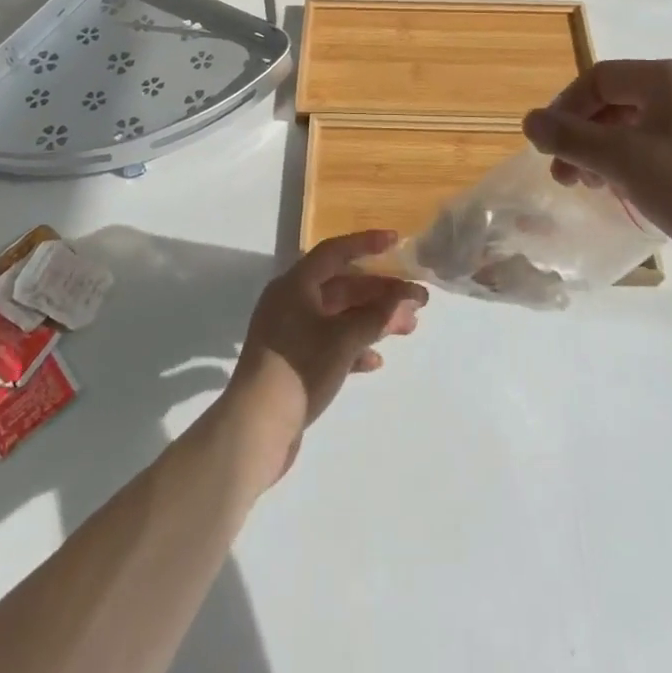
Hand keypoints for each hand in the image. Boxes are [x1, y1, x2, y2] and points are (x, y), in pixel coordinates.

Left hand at [217, 232, 426, 482]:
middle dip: (380, 291)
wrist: (255, 430)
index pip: (335, 252)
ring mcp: (290, 333)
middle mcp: (291, 302)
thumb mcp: (343, 339)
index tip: (397, 242)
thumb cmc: (299, 369)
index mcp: (295, 285)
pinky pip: (330, 343)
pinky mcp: (293, 362)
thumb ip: (377, 315)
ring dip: (373, 319)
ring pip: (339, 316)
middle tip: (416, 300)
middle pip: (341, 285)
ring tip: (409, 328)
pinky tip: (376, 360)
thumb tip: (406, 297)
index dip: (367, 244)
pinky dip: (355, 346)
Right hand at [522, 58, 671, 270]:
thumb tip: (530, 120)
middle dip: (585, 136)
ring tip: (598, 188)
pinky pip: (670, 139)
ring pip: (644, 122)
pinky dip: (641, 158)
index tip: (548, 151)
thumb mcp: (623, 162)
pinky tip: (635, 189)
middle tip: (568, 178)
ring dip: (610, 150)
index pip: (598, 78)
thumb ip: (570, 137)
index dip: (564, 110)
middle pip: (620, 100)